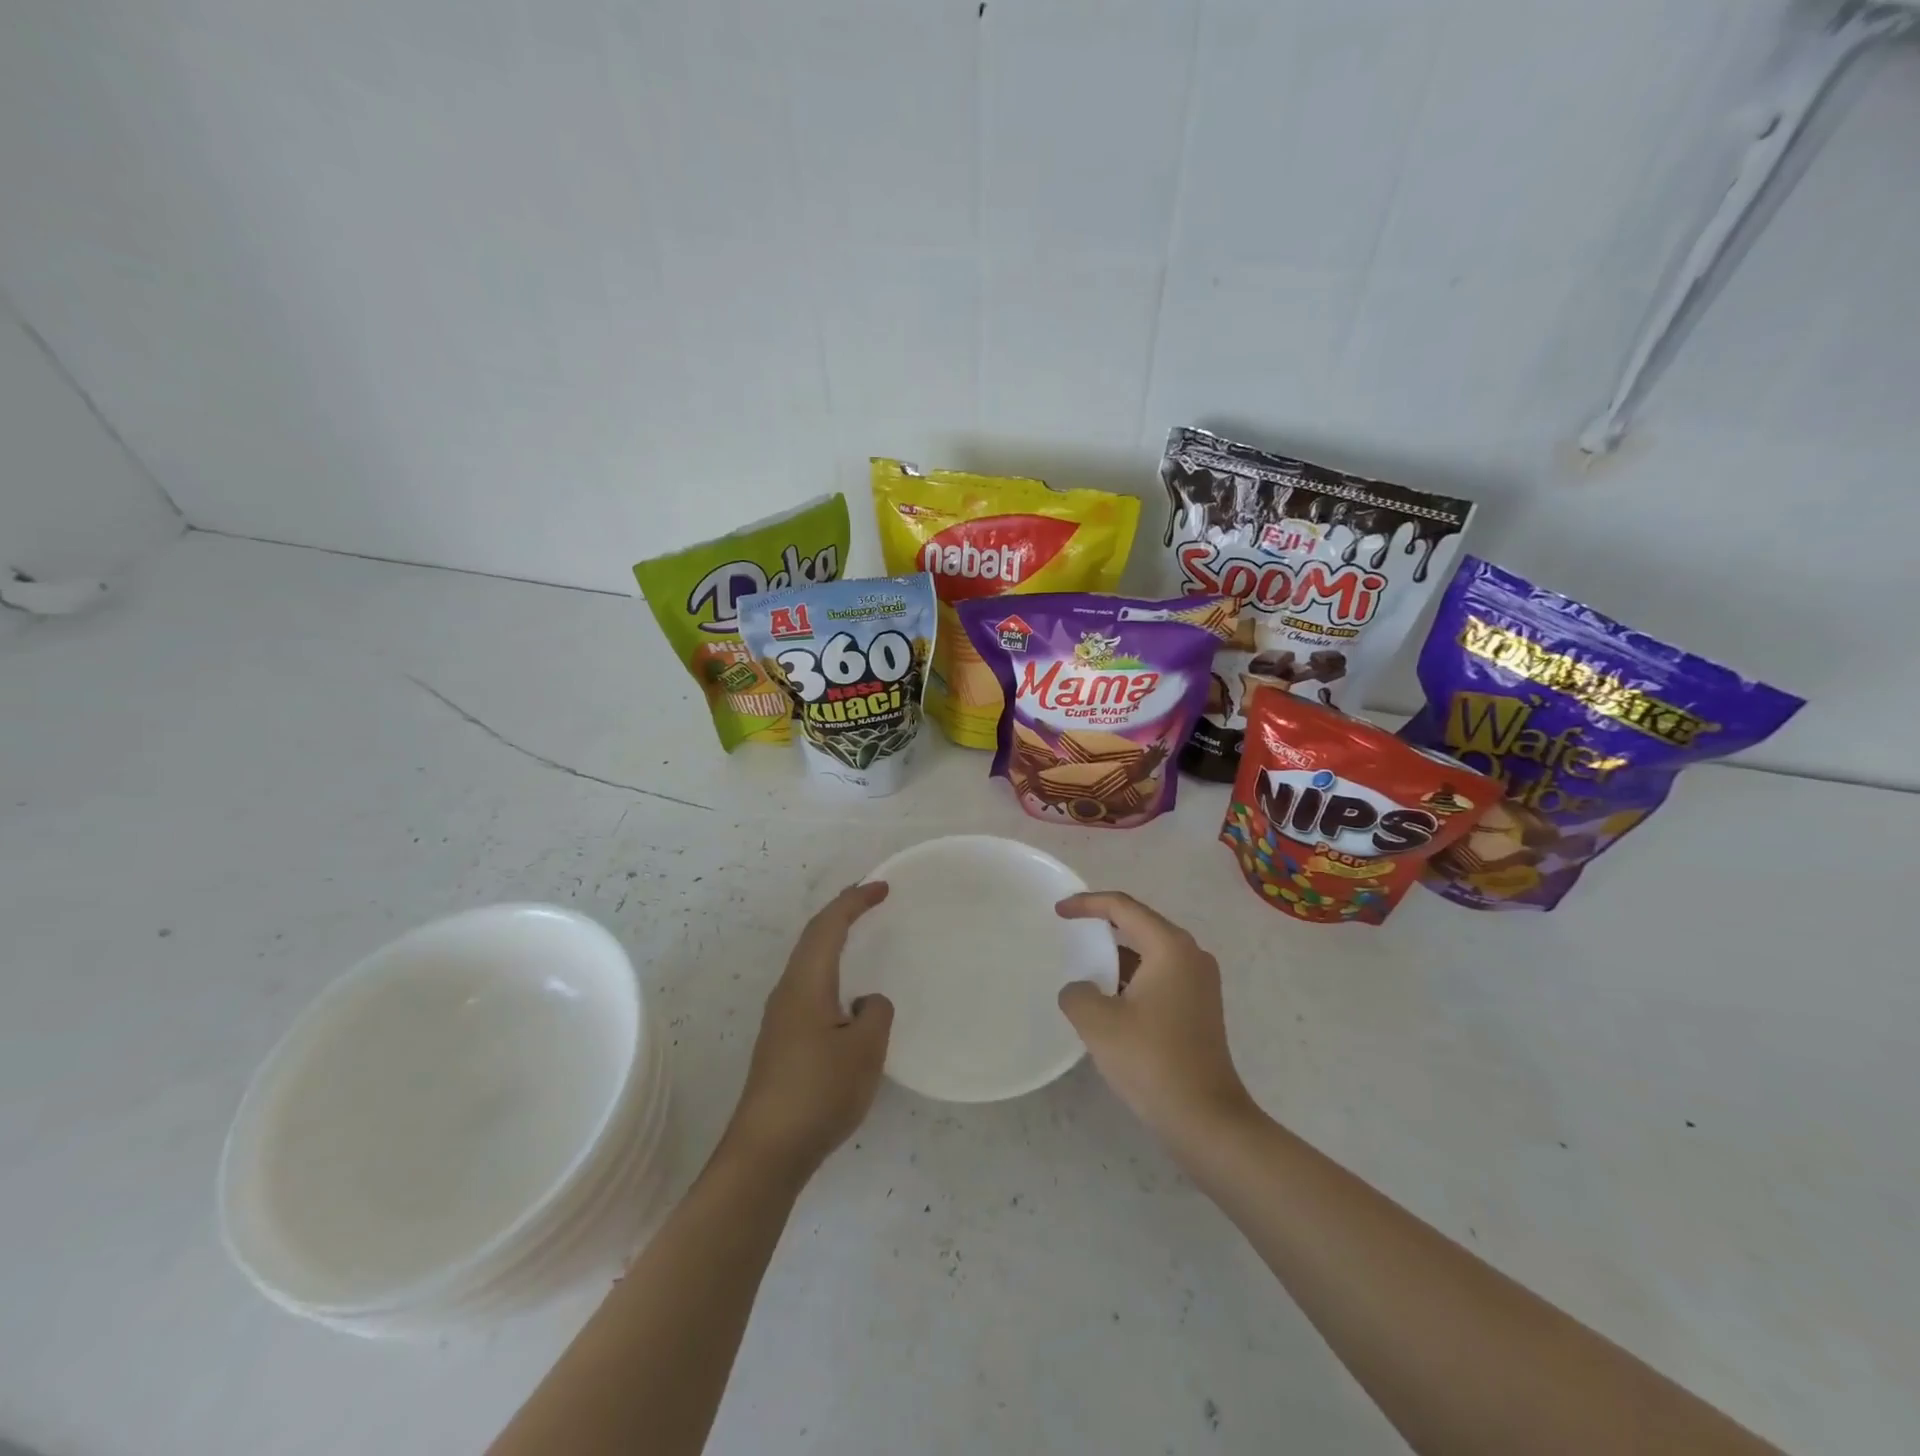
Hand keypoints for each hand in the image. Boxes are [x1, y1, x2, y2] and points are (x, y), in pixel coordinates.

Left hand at [721, 882, 893, 1179]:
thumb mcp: (864, 1049)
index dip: (854, 902)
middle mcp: (788, 992)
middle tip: (870, 900)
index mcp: (806, 984)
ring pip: (809, 963)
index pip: (828, 927)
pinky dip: (830, 969)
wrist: (767, 1152)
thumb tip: (864, 1002)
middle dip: (841, 913)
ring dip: (833, 941)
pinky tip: (845, 992)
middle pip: (813, 938)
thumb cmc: (818, 1093)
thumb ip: (876, 1013)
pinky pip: (810, 986)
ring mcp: (781, 1019)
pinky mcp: (782, 1042)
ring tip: (860, 935)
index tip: (882, 887)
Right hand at [1056, 892, 1254, 1144]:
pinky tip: (1109, 999)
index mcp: (1170, 947)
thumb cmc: (1151, 1060)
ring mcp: (1200, 983)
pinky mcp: (1200, 1008)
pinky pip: (1159, 976)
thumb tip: (1081, 990)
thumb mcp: (1098, 1022)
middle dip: (1103, 925)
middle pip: (1140, 924)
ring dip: (1117, 956)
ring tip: (1084, 966)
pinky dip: (1132, 978)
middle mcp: (1191, 955)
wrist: (1205, 1119)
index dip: (1087, 904)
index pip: (1123, 907)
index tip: (1058, 911)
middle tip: (1070, 929)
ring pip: (1150, 953)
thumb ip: (1077, 993)